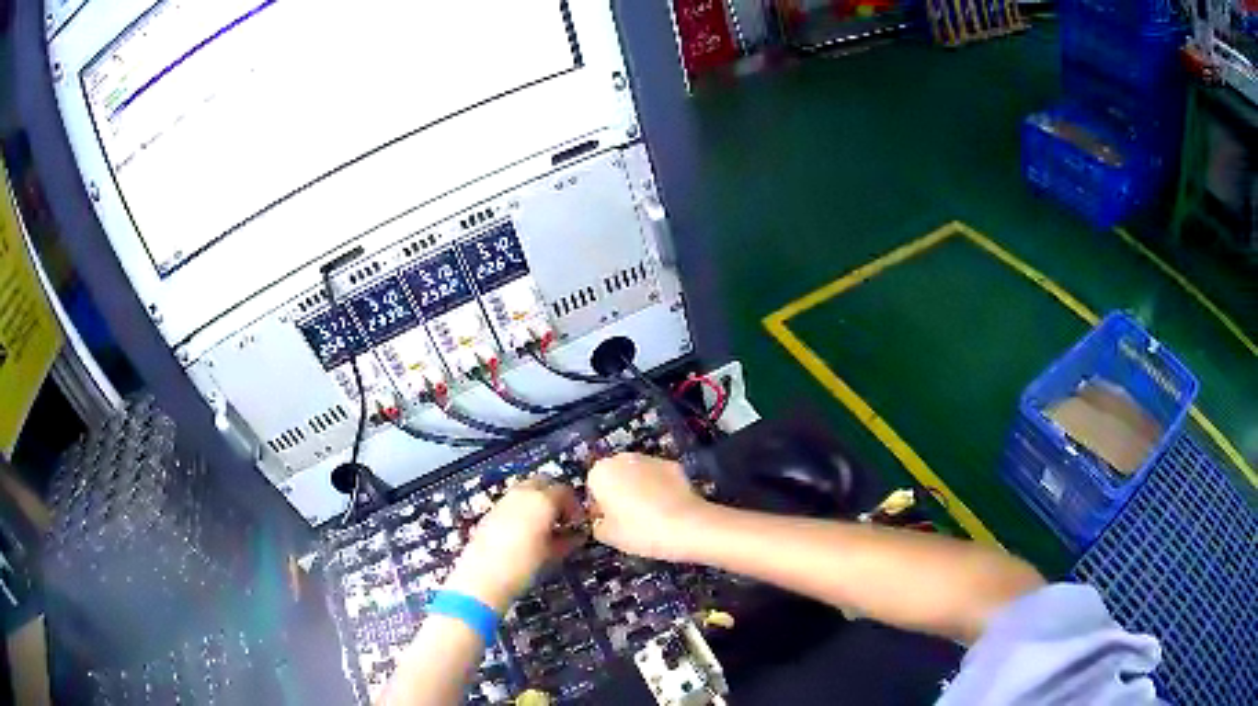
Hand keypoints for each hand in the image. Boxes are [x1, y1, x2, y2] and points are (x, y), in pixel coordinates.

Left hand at [444, 478, 582, 611]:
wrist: (483, 577)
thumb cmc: (524, 566)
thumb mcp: (553, 555)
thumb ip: (568, 540)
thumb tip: (576, 535)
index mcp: (542, 500)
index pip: (565, 491)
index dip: (574, 506)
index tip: (577, 523)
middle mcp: (521, 494)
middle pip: (543, 482)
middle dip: (555, 497)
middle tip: (562, 519)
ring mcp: (503, 501)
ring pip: (526, 490)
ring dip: (538, 502)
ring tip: (544, 527)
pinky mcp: (490, 512)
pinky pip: (512, 502)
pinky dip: (522, 510)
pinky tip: (524, 532)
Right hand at [586, 453, 711, 561]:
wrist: (687, 526)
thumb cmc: (639, 531)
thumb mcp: (608, 536)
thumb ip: (598, 524)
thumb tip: (603, 520)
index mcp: (601, 472)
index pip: (593, 487)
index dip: (600, 506)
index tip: (610, 522)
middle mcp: (623, 458)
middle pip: (615, 476)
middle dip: (619, 493)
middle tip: (629, 519)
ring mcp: (651, 459)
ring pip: (638, 475)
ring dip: (640, 489)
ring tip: (651, 516)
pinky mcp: (674, 465)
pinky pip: (659, 478)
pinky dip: (661, 488)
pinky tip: (668, 509)